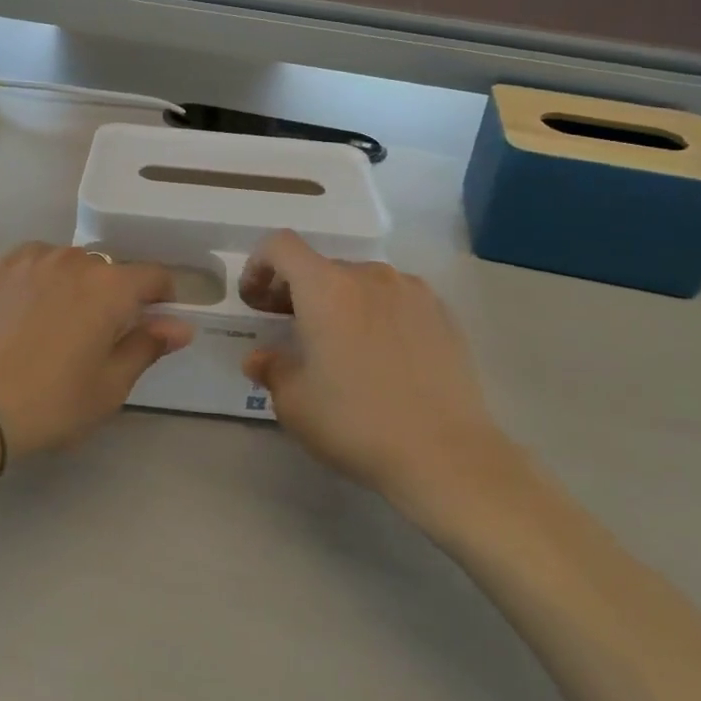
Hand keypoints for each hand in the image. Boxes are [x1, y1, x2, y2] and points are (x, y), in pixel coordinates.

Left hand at [0, 244, 194, 457]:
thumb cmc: (50, 402)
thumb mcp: (110, 385)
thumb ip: (148, 346)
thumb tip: (181, 325)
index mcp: (111, 287)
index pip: (153, 276)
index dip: (162, 298)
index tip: (153, 323)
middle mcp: (75, 260)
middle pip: (111, 270)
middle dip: (116, 296)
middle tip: (100, 337)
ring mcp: (34, 259)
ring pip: (73, 264)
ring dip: (79, 285)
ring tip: (60, 324)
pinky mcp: (2, 266)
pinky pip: (39, 261)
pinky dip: (46, 277)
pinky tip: (33, 308)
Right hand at [240, 232, 514, 509]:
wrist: (445, 454)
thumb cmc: (356, 422)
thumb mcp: (294, 402)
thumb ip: (271, 368)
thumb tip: (261, 357)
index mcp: (326, 288)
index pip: (281, 246)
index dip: (258, 266)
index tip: (255, 302)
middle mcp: (369, 276)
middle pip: (321, 266)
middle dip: (296, 290)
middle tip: (288, 328)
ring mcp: (412, 291)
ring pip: (360, 282)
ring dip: (338, 301)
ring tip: (339, 344)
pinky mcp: (442, 314)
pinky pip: (396, 299)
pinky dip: (376, 313)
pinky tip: (381, 355)